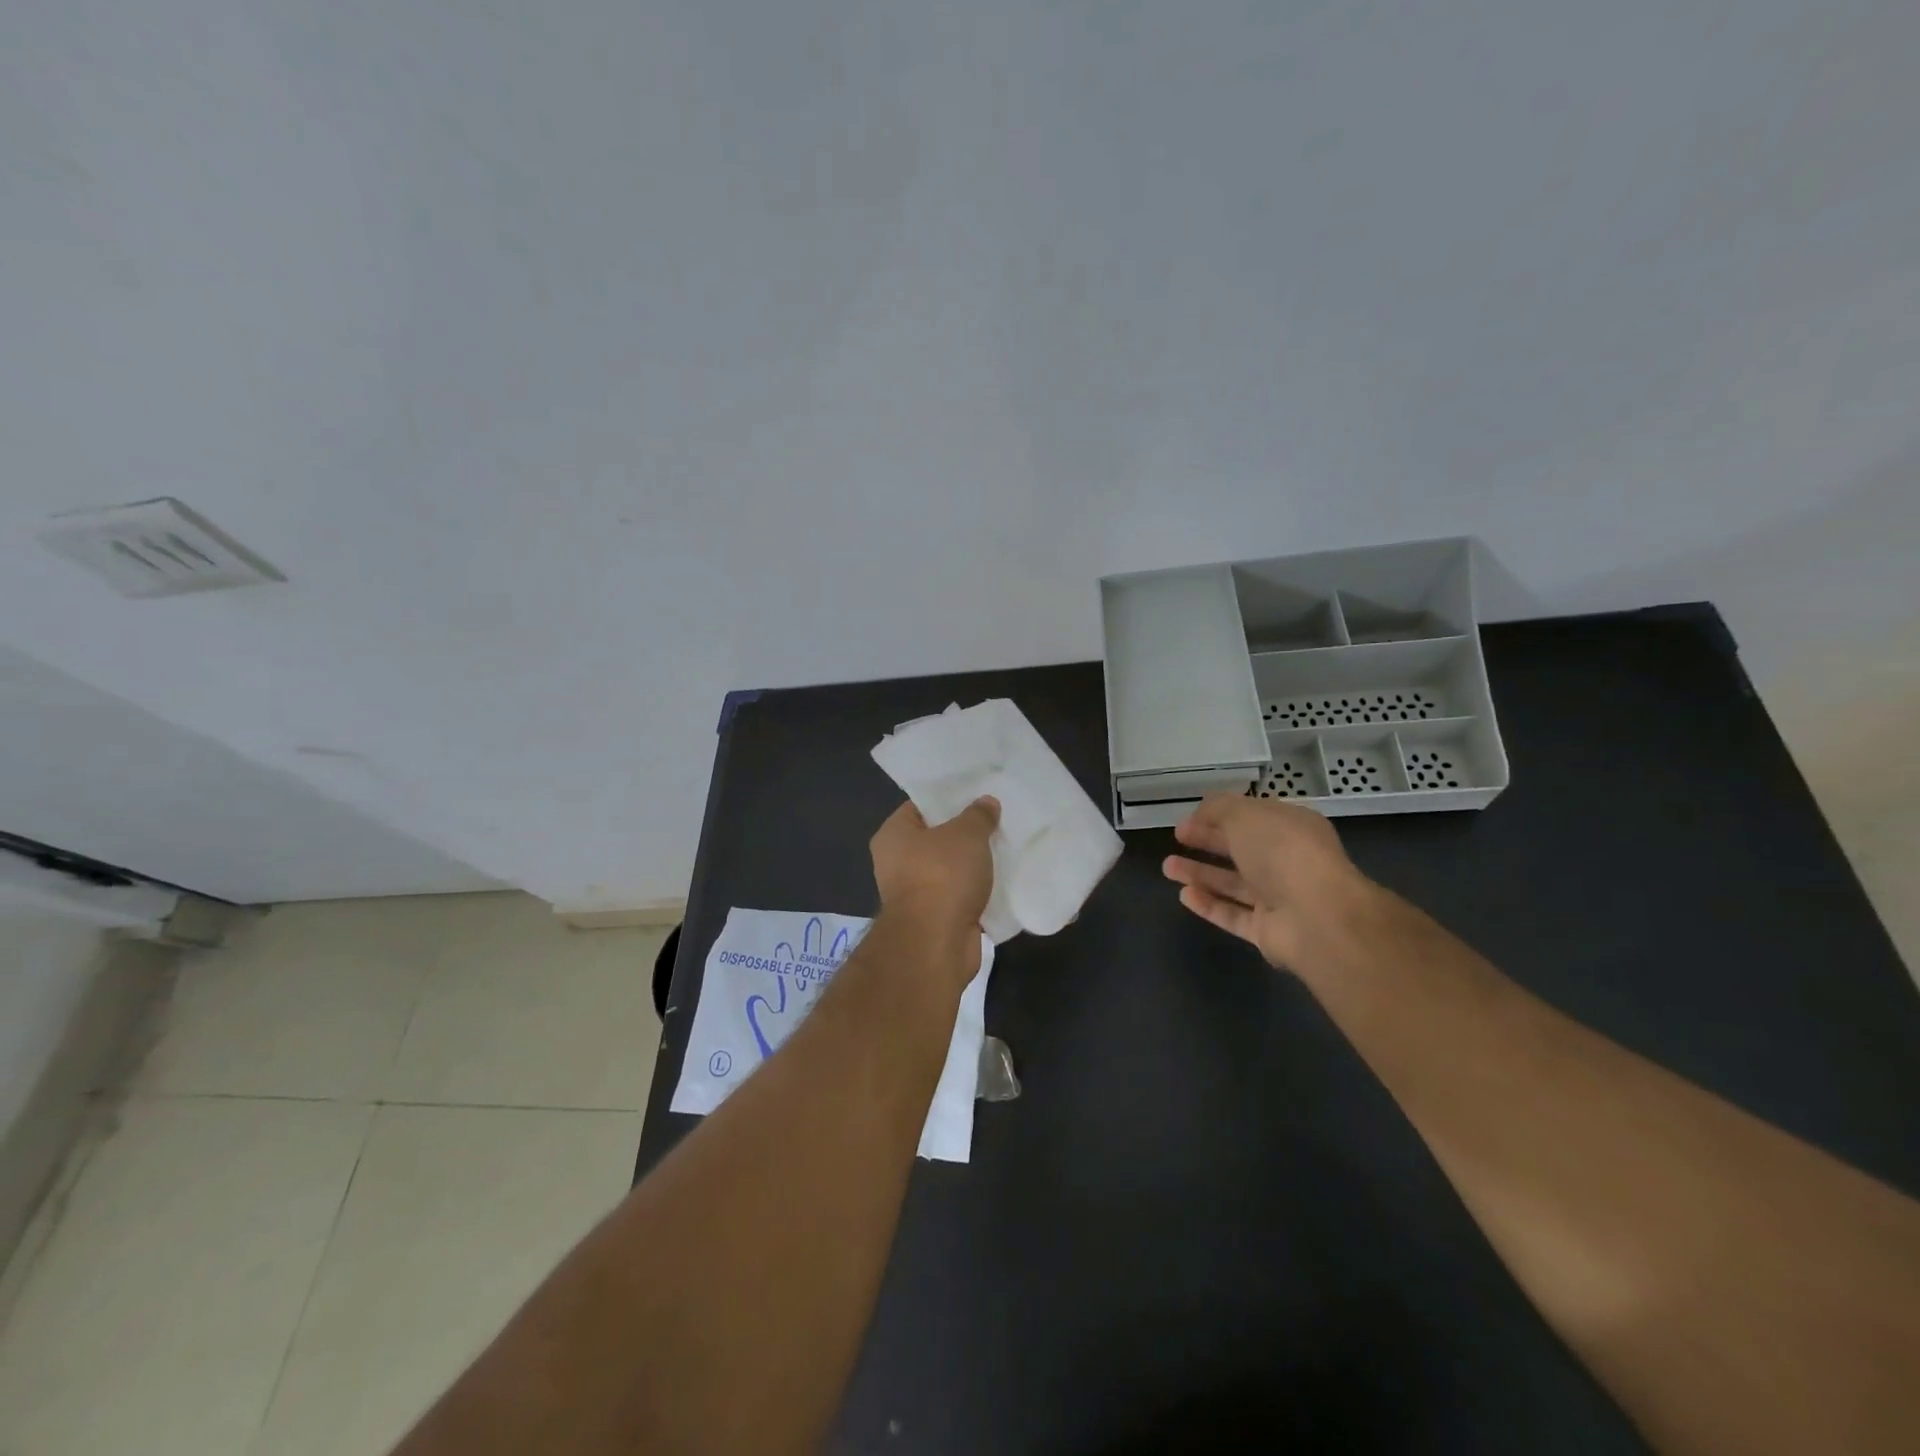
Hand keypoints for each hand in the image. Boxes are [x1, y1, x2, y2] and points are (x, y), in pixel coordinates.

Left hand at [870, 797, 998, 974]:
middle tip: (997, 821)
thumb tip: (986, 803)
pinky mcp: (935, 920)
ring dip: (974, 866)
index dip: (948, 799)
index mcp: (893, 835)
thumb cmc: (942, 875)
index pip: (920, 807)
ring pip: (951, 871)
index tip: (976, 796)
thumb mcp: (967, 834)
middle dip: (965, 834)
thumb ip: (978, 815)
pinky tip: (1004, 882)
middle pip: (937, 840)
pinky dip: (978, 893)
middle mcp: (897, 863)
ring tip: (1006, 849)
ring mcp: (915, 895)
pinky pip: (960, 898)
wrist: (936, 942)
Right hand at [1162, 795, 1378, 971]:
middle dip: (1207, 841)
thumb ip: (1219, 809)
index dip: (1220, 814)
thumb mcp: (1245, 815)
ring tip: (1167, 867)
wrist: (1317, 917)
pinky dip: (1208, 905)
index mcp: (1291, 828)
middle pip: (1241, 850)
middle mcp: (1287, 861)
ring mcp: (1279, 898)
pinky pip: (1233, 915)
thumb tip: (1202, 811)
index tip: (1189, 817)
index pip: (1252, 817)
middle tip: (1177, 837)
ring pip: (1233, 884)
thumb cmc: (1282, 852)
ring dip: (1200, 874)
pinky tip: (1184, 895)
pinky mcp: (1268, 931)